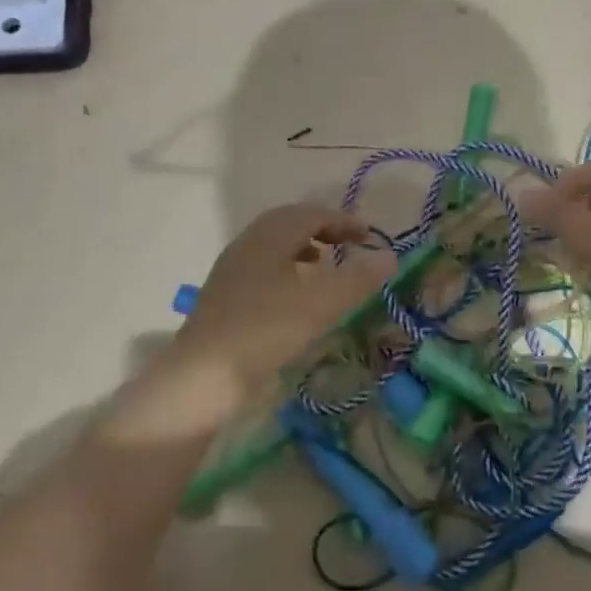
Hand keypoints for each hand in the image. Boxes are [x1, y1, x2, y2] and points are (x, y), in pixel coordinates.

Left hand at [167, 204, 395, 416]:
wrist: (201, 377)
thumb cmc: (264, 332)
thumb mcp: (319, 305)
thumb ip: (357, 278)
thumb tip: (389, 255)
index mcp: (269, 236)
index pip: (312, 213)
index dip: (344, 220)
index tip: (370, 235)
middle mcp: (247, 244)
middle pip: (288, 222)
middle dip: (322, 227)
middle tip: (349, 243)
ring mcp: (232, 269)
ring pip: (273, 244)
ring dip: (303, 246)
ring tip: (325, 264)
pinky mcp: (225, 295)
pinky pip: (262, 266)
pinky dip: (287, 268)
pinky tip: (296, 295)